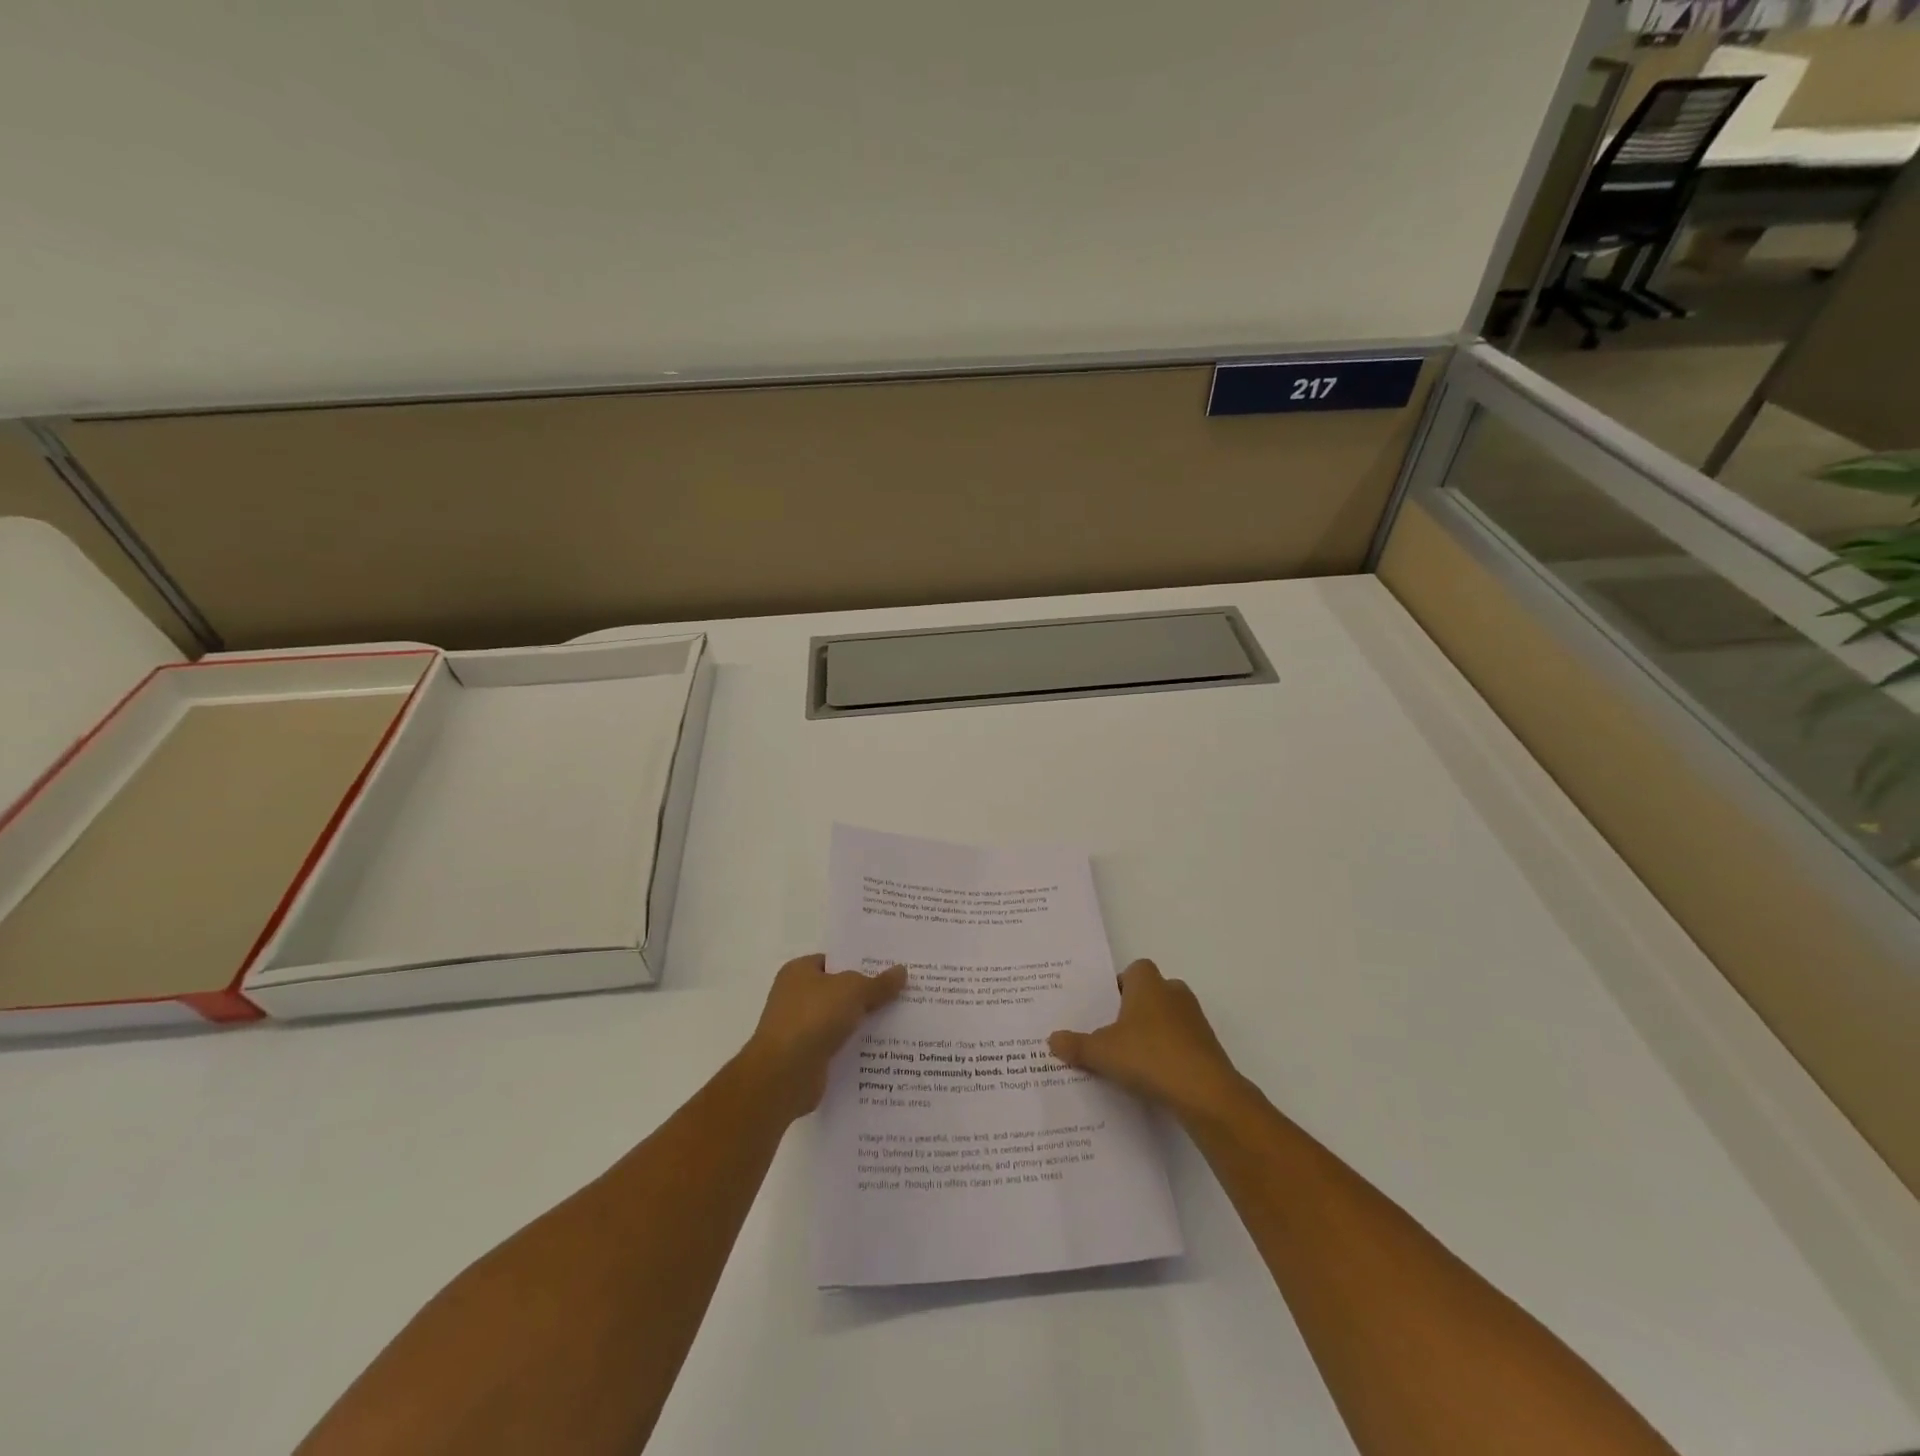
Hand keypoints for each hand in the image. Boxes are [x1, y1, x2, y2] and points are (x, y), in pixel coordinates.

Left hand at [741, 954, 906, 1120]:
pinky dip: (856, 1048)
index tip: (891, 969)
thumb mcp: (853, 991)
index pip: (835, 961)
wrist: (784, 1075)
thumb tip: (902, 971)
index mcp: (799, 971)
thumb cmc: (813, 1018)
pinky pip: (839, 1047)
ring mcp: (801, 1029)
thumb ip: (878, 983)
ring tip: (901, 1022)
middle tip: (903, 994)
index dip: (862, 963)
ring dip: (864, 1024)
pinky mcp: (808, 1058)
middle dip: (868, 995)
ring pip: (841, 1021)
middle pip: (840, 992)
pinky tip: (884, 1050)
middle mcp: (796, 997)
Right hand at [1048, 959, 1246, 1122]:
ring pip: (1168, 1017)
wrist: (1205, 1093)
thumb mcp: (1102, 1052)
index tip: (1105, 1008)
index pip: (1135, 969)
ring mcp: (1195, 1020)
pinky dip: (1169, 1054)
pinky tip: (1153, 1077)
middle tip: (1112, 1033)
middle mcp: (1174, 993)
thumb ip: (1076, 1045)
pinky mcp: (1208, 1047)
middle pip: (1151, 993)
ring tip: (1130, 1059)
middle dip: (1134, 1010)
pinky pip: (1181, 1042)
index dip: (1119, 984)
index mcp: (1148, 984)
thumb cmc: (1149, 1057)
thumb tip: (1052, 1039)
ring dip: (1153, 1032)